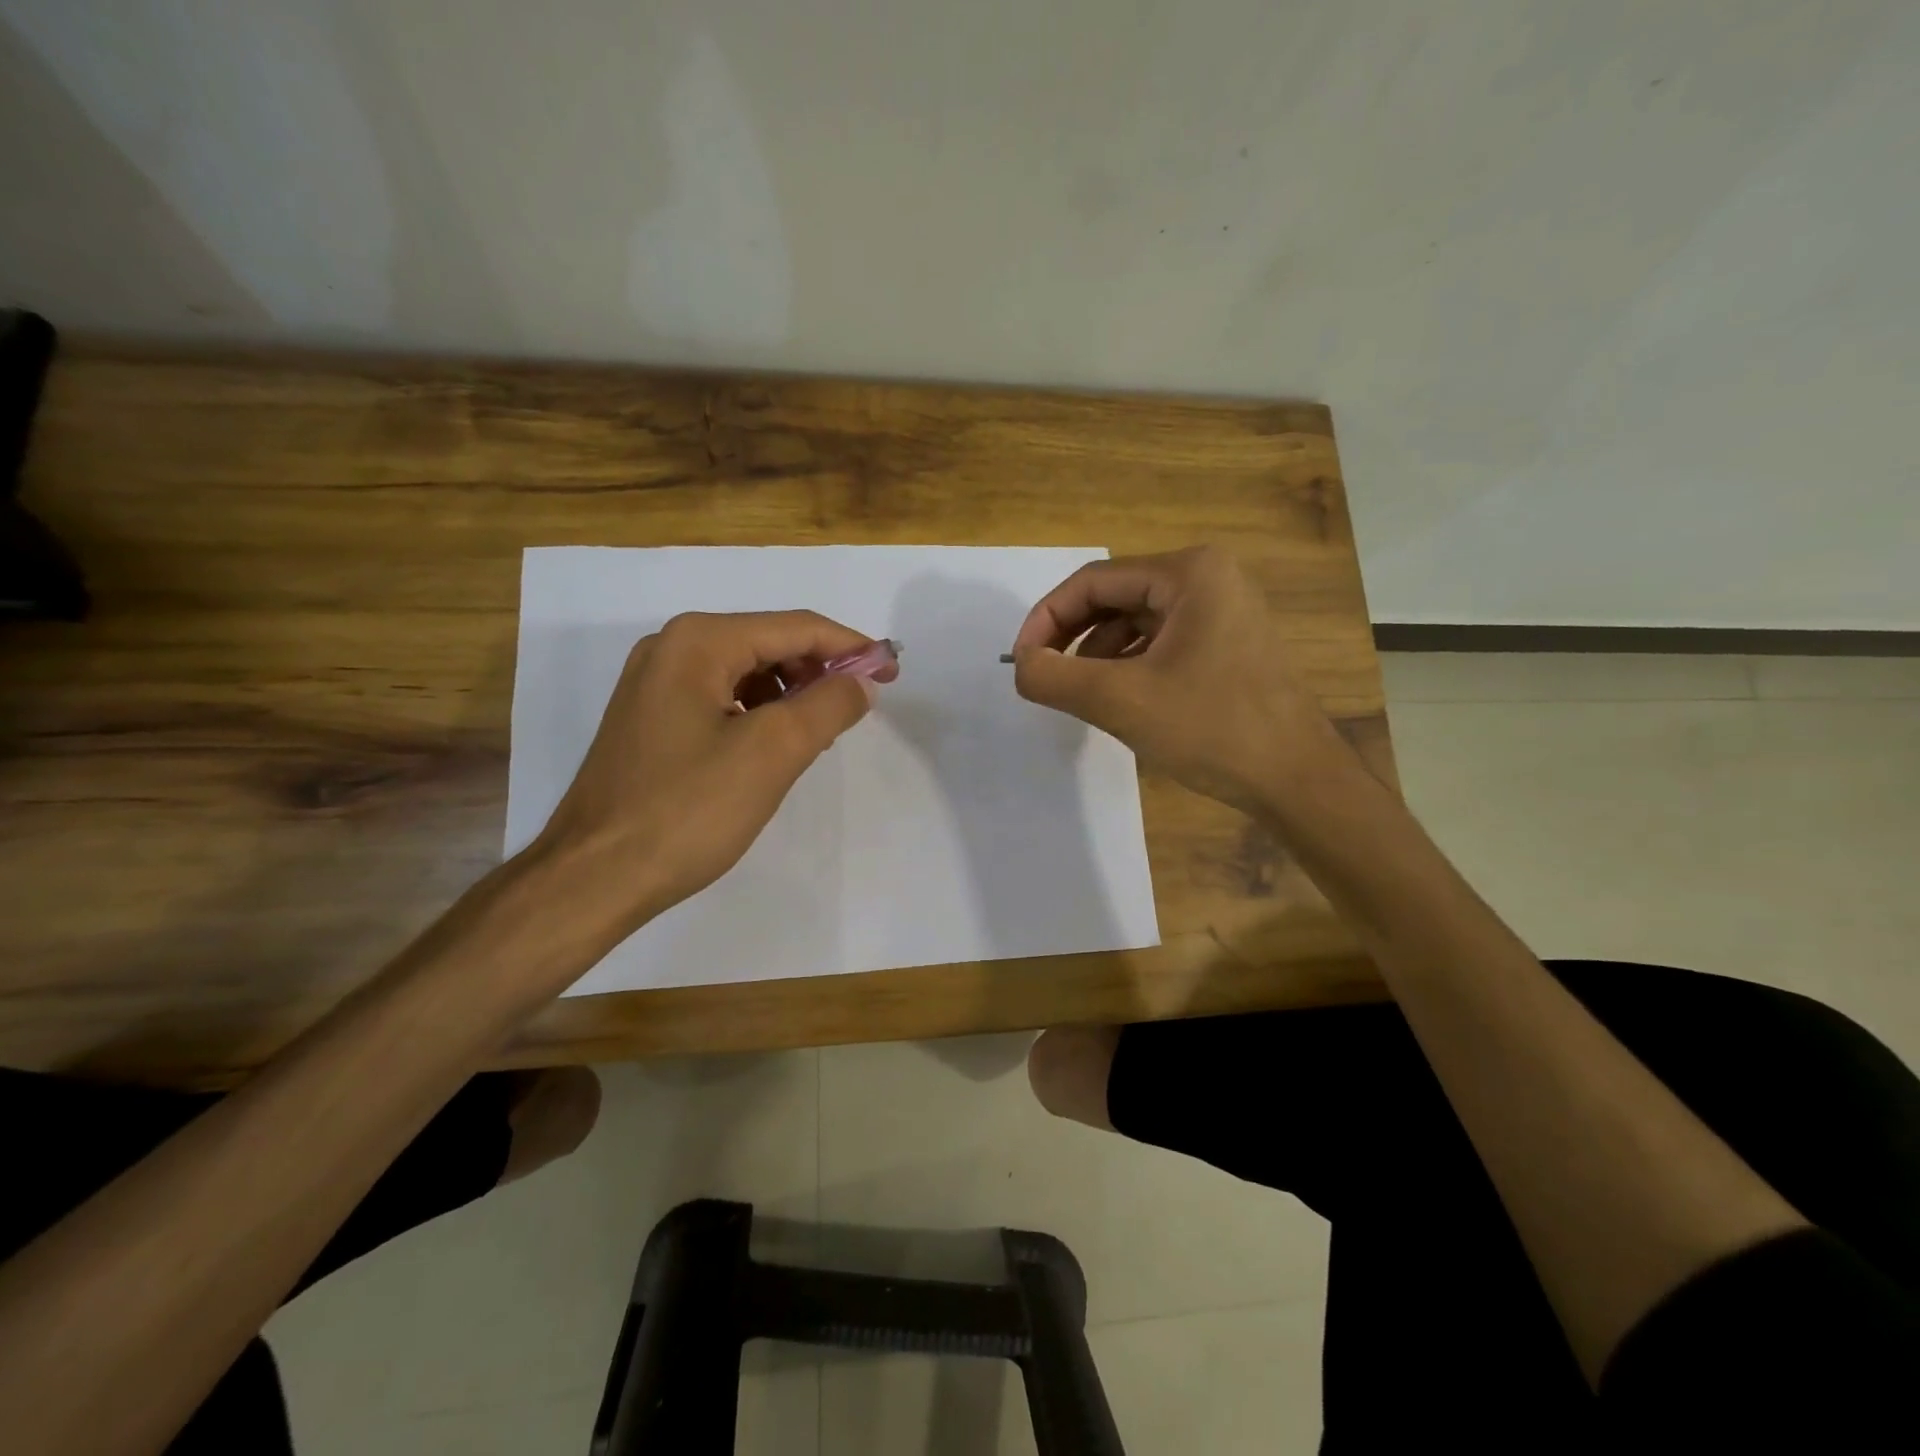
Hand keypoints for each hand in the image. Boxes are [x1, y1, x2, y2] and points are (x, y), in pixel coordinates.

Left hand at [529, 610, 894, 933]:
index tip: (893, 672)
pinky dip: (761, 713)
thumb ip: (828, 705)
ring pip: (747, 672)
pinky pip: (723, 698)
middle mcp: (672, 648)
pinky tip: (778, 745)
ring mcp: (656, 684)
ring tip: (822, 732)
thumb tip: (861, 680)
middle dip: (821, 670)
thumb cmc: (688, 810)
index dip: (851, 646)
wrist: (594, 876)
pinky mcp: (652, 719)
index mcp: (699, 642)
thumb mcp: (773, 752)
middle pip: (769, 643)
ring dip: (793, 693)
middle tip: (861, 706)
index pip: (795, 627)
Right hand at [1008, 545, 1332, 809]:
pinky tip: (1118, 699)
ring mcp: (1223, 611)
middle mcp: (1208, 578)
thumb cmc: (1212, 729)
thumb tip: (1019, 666)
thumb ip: (1054, 678)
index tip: (1019, 662)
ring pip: (1135, 622)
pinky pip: (1161, 643)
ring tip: (1078, 694)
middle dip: (1071, 637)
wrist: (1297, 780)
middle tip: (1042, 676)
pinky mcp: (1228, 643)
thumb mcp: (1120, 701)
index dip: (1046, 619)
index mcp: (1188, 573)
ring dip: (1097, 655)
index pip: (1093, 582)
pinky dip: (1129, 666)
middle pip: (1115, 598)